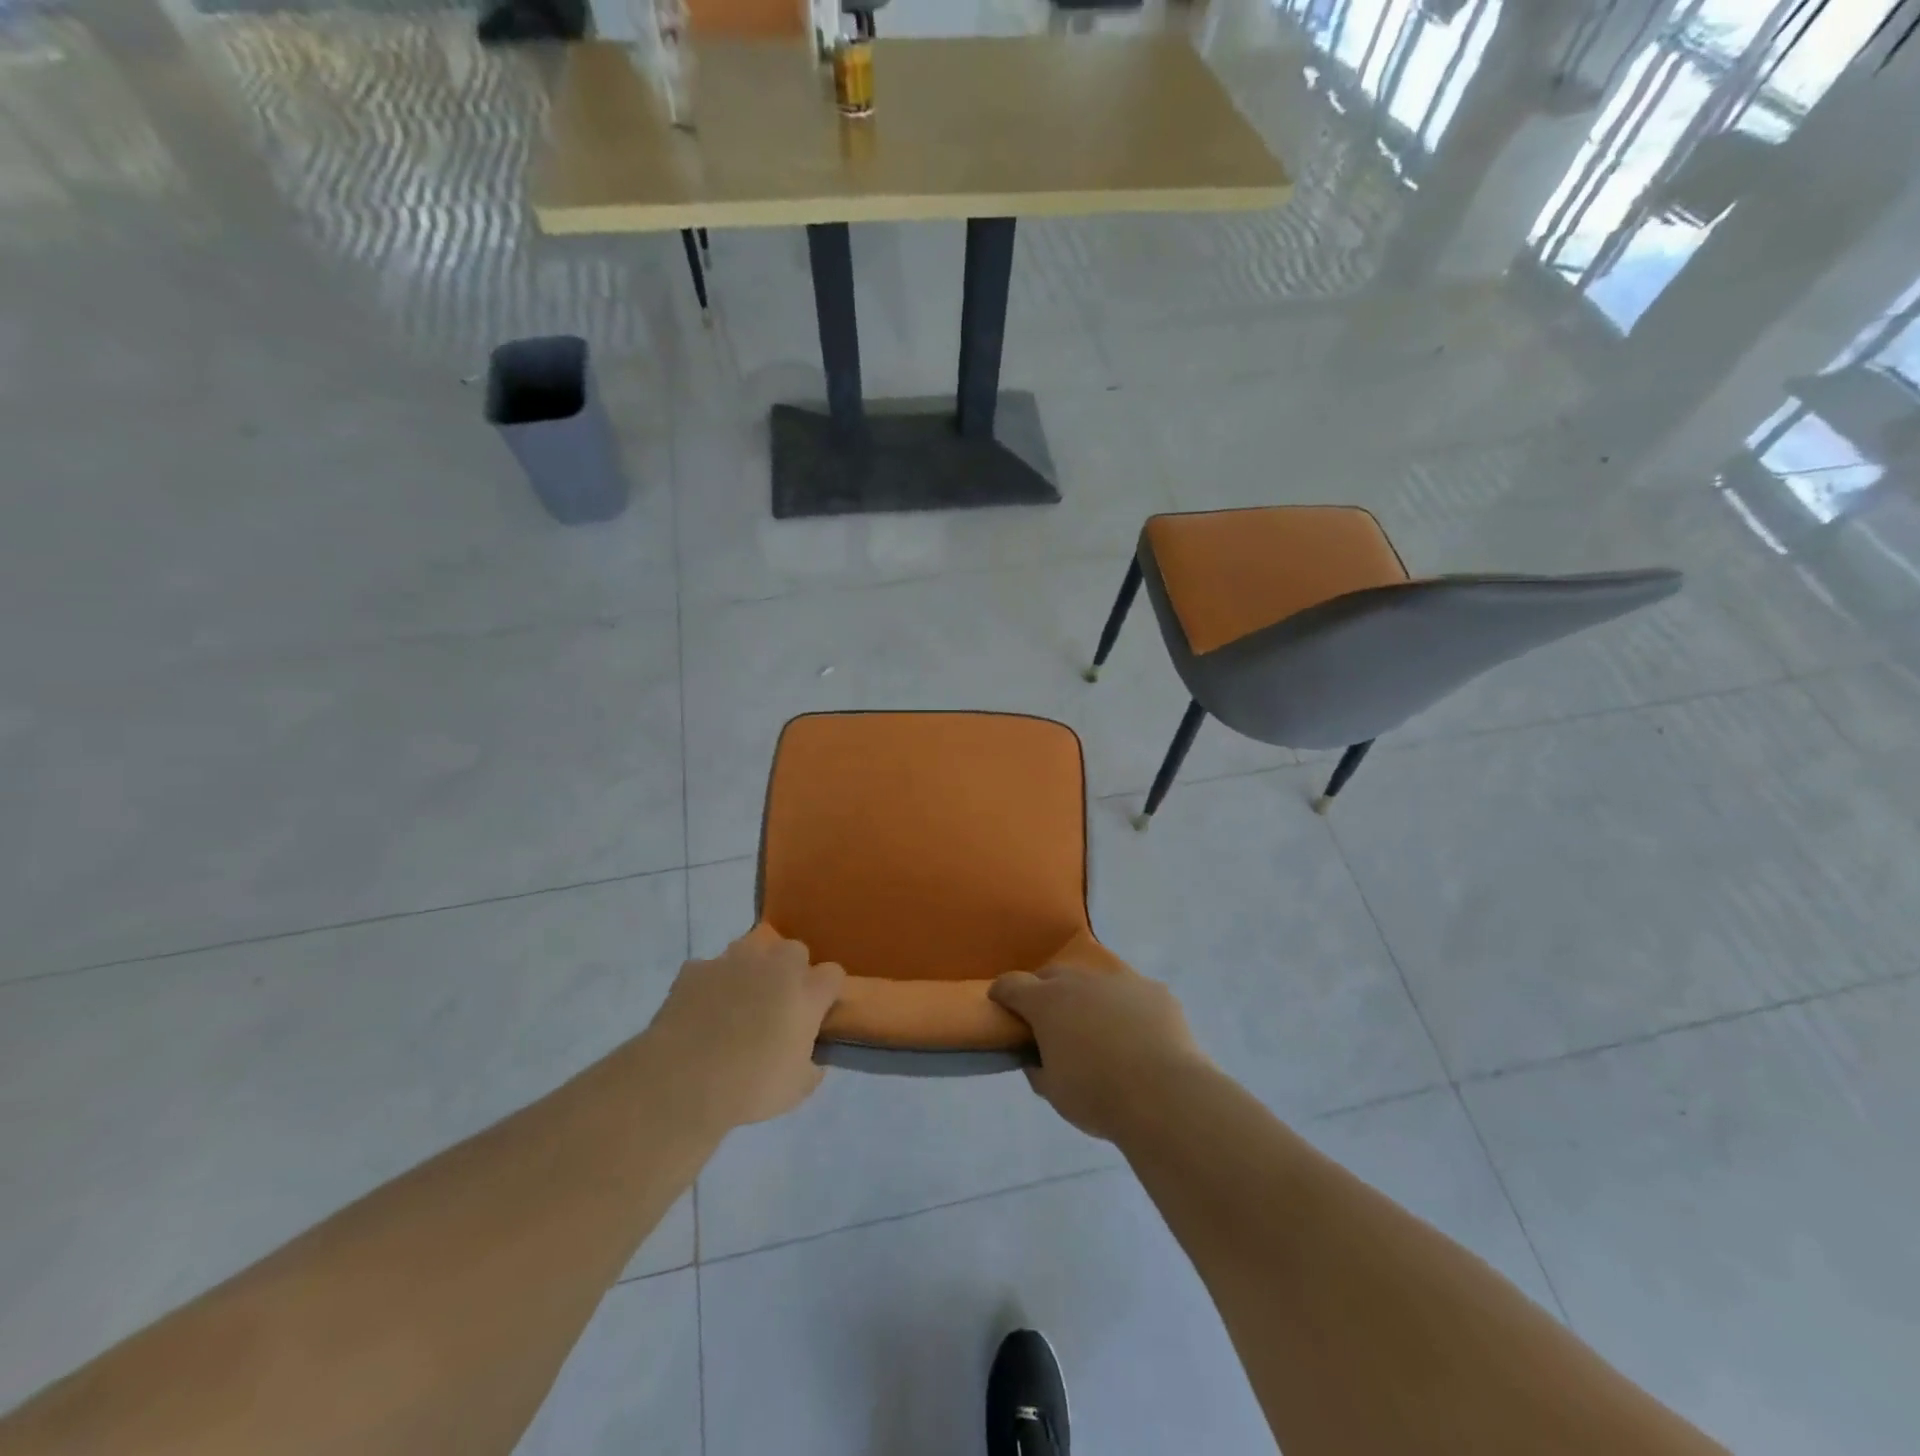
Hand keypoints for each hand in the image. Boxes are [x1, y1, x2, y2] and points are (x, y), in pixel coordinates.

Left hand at [644, 928, 844, 1127]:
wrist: (683, 1080)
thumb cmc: (750, 1086)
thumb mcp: (796, 1090)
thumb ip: (812, 1069)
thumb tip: (813, 1061)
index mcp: (806, 993)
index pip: (833, 974)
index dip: (826, 991)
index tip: (818, 1011)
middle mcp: (775, 966)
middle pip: (795, 950)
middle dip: (791, 970)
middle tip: (779, 1003)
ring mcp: (733, 961)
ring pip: (752, 949)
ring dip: (753, 968)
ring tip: (739, 1000)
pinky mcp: (697, 968)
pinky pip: (711, 968)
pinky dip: (711, 984)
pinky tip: (702, 1010)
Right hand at [989, 959, 1209, 1141]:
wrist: (1165, 1095)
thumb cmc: (1097, 1095)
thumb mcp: (1053, 1091)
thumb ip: (1038, 1068)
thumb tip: (1036, 1058)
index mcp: (1048, 1002)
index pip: (1012, 984)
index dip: (1002, 992)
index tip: (1000, 1003)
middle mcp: (1081, 981)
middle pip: (1053, 974)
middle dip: (1045, 991)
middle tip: (1050, 1019)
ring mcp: (1121, 981)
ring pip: (1096, 982)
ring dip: (1089, 998)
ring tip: (1099, 1029)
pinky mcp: (1155, 991)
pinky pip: (1133, 995)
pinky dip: (1128, 1010)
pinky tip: (1139, 1038)